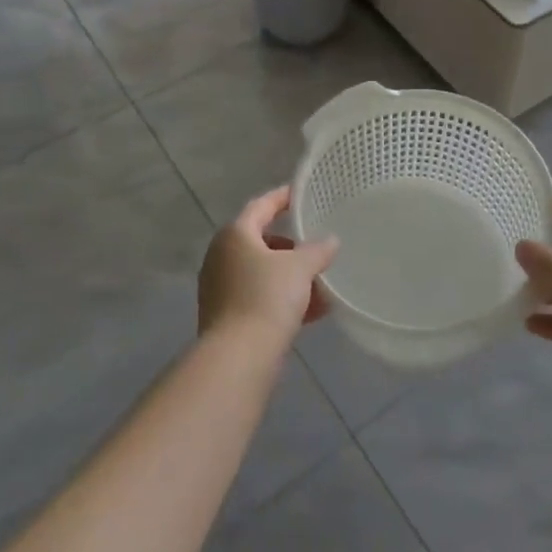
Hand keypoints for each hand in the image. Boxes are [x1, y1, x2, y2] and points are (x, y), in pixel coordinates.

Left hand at [198, 186, 336, 350]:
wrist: (239, 357)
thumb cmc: (267, 298)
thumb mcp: (300, 267)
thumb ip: (318, 250)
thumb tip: (330, 241)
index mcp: (235, 235)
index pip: (261, 206)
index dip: (282, 198)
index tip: (301, 194)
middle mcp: (222, 256)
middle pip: (261, 241)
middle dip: (292, 247)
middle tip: (316, 247)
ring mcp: (221, 288)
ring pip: (262, 273)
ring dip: (291, 277)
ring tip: (322, 285)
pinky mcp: (226, 316)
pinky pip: (260, 297)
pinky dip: (283, 299)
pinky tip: (313, 312)